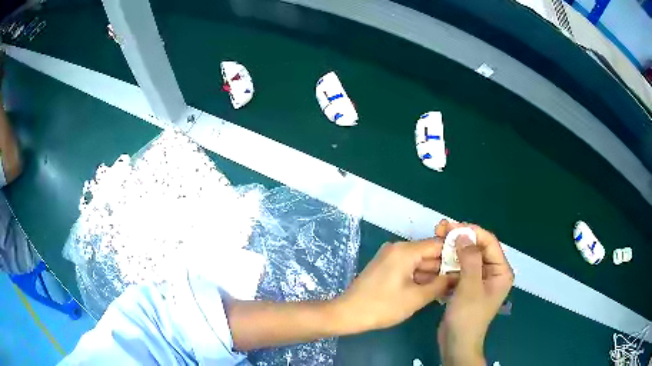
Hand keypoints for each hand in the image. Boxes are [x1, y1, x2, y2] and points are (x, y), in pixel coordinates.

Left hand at [335, 237, 456, 333]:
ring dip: (432, 274)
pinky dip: (419, 277)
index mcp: (405, 250)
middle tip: (460, 280)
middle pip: (428, 253)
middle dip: (444, 267)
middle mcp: (398, 248)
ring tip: (450, 287)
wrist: (348, 313)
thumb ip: (440, 285)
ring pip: (419, 262)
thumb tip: (458, 276)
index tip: (467, 267)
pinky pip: (408, 268)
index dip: (454, 255)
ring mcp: (390, 257)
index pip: (438, 245)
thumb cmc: (383, 306)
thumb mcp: (416, 298)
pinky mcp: (386, 267)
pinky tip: (432, 289)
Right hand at [436, 220, 513, 365]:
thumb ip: (470, 259)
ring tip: (438, 239)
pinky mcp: (467, 287)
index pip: (489, 243)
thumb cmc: (467, 317)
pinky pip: (460, 268)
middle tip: (442, 229)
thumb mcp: (470, 287)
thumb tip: (464, 235)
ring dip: (453, 249)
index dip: (472, 232)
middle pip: (478, 248)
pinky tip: (439, 258)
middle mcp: (493, 272)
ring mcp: (480, 280)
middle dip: (461, 238)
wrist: (456, 343)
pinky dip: (450, 262)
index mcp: (501, 271)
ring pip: (467, 257)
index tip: (452, 226)